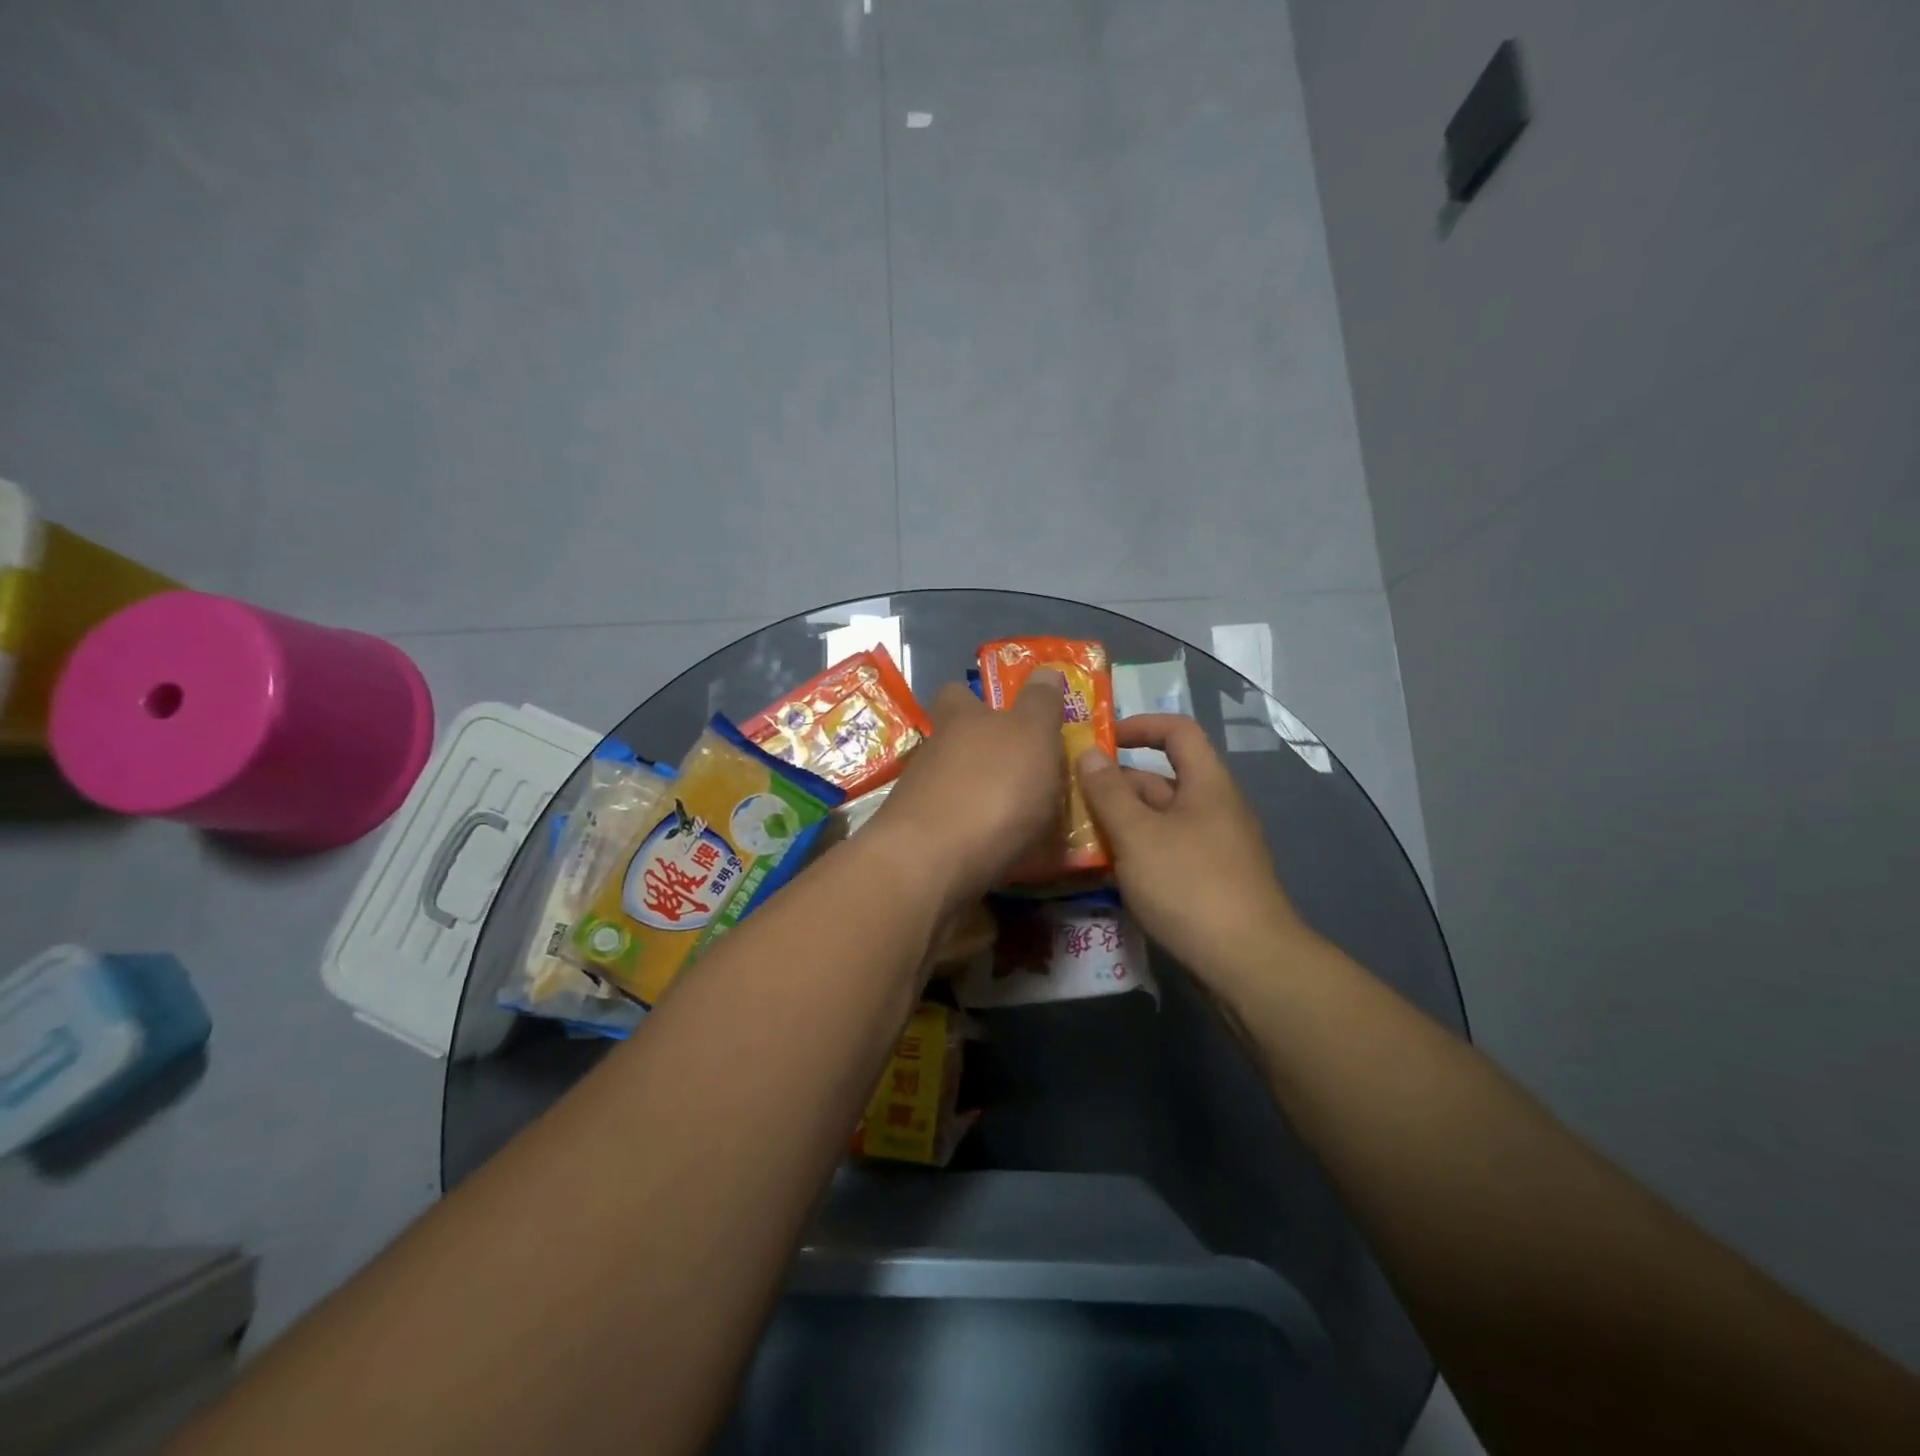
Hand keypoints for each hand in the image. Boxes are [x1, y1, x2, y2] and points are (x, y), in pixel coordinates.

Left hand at [867, 671, 1067, 909]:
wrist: (932, 864)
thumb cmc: (991, 787)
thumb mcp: (1031, 735)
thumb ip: (1039, 704)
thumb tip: (1044, 669)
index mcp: (959, 720)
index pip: (957, 694)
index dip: (976, 698)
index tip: (1002, 711)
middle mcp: (933, 754)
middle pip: (956, 744)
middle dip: (985, 754)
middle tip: (1027, 771)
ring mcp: (921, 799)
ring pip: (956, 788)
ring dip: (984, 798)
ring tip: (1027, 821)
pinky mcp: (920, 844)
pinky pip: (957, 831)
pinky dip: (979, 837)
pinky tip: (1006, 853)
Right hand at [1076, 715, 1314, 988]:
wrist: (1246, 963)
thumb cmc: (1189, 885)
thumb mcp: (1138, 834)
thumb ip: (1109, 792)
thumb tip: (1088, 752)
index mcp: (1206, 784)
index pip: (1177, 731)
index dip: (1139, 726)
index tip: (1099, 740)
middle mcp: (1213, 808)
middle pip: (1160, 779)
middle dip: (1115, 784)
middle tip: (1068, 796)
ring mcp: (1211, 847)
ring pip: (1158, 820)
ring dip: (1119, 821)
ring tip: (1075, 832)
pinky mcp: (1206, 881)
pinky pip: (1164, 851)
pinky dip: (1135, 851)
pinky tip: (1104, 869)